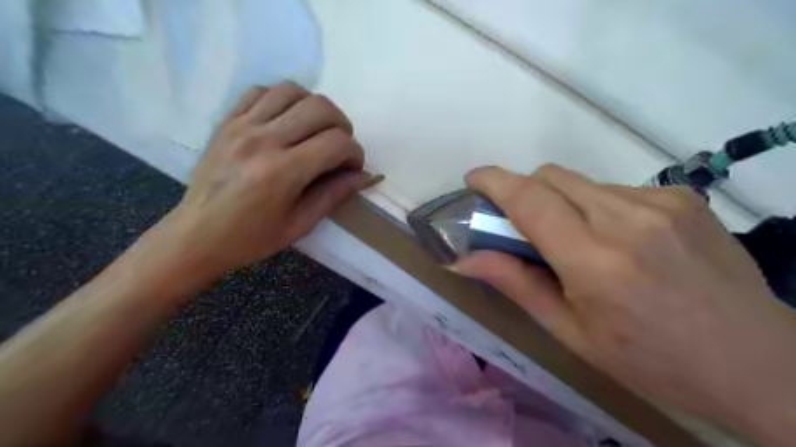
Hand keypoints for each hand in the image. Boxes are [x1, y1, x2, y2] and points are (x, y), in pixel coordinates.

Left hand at [164, 82, 372, 277]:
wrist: (197, 235)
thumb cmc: (251, 238)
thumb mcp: (300, 224)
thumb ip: (335, 194)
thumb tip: (366, 176)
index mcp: (283, 172)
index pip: (336, 143)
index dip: (355, 153)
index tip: (354, 168)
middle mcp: (263, 140)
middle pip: (320, 108)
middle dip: (342, 126)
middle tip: (340, 147)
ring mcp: (242, 125)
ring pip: (293, 91)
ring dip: (315, 107)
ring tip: (316, 130)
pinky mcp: (227, 121)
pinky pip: (261, 91)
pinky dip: (283, 100)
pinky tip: (287, 120)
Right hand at [454, 164, 795, 446]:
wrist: (759, 364)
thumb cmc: (650, 360)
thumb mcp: (571, 332)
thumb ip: (515, 284)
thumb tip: (463, 260)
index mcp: (594, 260)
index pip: (529, 200)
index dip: (494, 181)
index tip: (474, 179)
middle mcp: (627, 219)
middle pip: (552, 177)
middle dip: (526, 193)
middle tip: (527, 229)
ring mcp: (661, 202)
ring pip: (582, 183)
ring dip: (564, 204)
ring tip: (582, 244)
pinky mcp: (684, 196)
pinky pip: (616, 189)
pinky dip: (599, 207)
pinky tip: (622, 242)